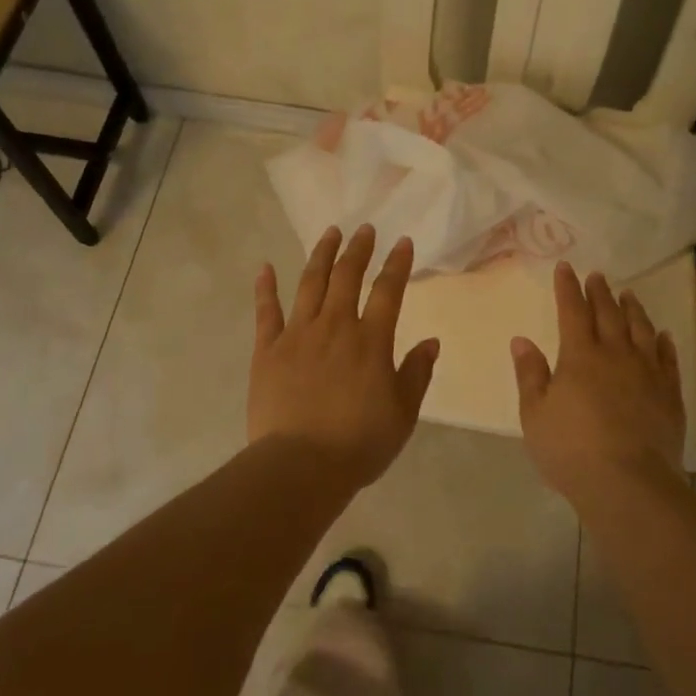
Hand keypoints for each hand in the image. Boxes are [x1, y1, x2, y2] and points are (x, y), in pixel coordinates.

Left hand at [250, 225, 439, 486]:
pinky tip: (265, 267)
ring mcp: (297, 335)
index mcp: (370, 340)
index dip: (396, 264)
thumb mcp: (403, 413)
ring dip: (321, 255)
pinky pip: (266, 312)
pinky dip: (265, 288)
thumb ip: (417, 373)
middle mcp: (335, 326)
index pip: (388, 291)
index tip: (402, 242)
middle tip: (365, 229)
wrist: (301, 465)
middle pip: (347, 277)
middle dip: (358, 249)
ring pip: (310, 284)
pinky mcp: (267, 350)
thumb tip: (431, 341)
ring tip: (329, 233)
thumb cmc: (359, 443)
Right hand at [511, 262, 685, 502]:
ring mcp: (647, 373)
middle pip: (608, 314)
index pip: (572, 311)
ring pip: (641, 330)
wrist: (628, 483)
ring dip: (633, 310)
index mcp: (579, 356)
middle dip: (600, 292)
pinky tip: (663, 335)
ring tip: (629, 295)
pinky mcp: (670, 395)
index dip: (568, 288)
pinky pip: (668, 359)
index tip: (566, 267)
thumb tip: (521, 340)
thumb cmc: (571, 450)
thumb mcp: (535, 414)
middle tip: (598, 276)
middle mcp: (615, 355)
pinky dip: (664, 343)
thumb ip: (530, 374)